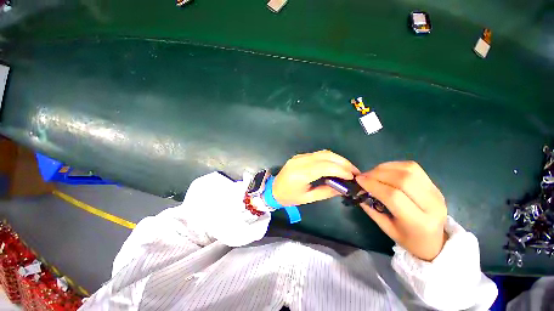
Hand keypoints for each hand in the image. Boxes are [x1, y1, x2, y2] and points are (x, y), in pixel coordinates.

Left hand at [273, 150, 359, 205]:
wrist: (273, 189)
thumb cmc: (289, 197)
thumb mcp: (308, 198)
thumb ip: (326, 192)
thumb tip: (343, 187)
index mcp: (301, 174)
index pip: (325, 167)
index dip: (341, 170)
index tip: (352, 176)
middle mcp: (300, 161)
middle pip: (326, 156)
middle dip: (343, 162)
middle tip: (354, 171)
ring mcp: (299, 156)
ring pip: (323, 153)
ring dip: (338, 159)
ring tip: (348, 168)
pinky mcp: (300, 156)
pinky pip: (317, 154)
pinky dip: (329, 159)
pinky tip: (335, 166)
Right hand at [356, 161, 447, 260]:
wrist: (436, 240)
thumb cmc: (408, 239)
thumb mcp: (386, 228)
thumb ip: (371, 209)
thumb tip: (359, 190)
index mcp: (419, 222)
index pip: (394, 196)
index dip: (373, 185)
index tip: (358, 180)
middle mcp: (432, 204)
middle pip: (403, 179)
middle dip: (377, 174)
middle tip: (363, 176)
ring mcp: (435, 192)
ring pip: (408, 170)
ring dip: (385, 168)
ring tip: (372, 173)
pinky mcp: (434, 184)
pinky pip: (412, 167)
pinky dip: (394, 165)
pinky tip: (384, 170)